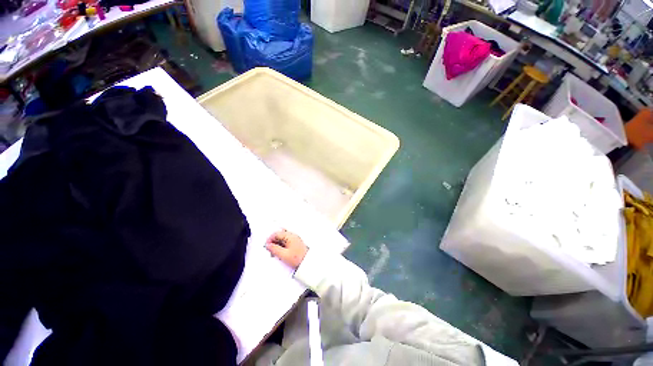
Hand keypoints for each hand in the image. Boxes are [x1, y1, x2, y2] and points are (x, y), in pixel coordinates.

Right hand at [265, 230, 307, 268]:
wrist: (307, 262)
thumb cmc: (298, 258)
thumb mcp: (283, 254)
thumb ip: (274, 249)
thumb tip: (268, 245)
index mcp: (290, 236)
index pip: (277, 233)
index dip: (270, 239)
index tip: (266, 245)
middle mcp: (292, 236)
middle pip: (280, 235)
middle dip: (273, 242)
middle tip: (270, 250)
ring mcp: (295, 239)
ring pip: (282, 239)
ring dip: (277, 245)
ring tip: (275, 253)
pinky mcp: (296, 244)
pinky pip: (286, 242)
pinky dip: (282, 246)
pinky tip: (281, 253)